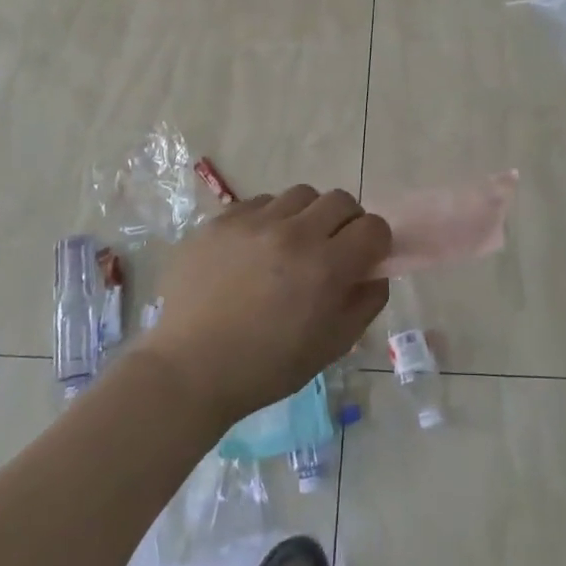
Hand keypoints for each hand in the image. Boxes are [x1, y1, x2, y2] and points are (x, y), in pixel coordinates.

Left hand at [136, 186, 390, 427]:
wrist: (189, 370)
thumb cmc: (266, 367)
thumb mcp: (332, 346)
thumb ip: (366, 302)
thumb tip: (376, 270)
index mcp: (325, 267)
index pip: (373, 227)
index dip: (375, 242)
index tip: (364, 259)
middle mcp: (293, 233)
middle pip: (340, 200)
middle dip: (345, 222)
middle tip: (330, 249)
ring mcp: (253, 221)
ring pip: (300, 195)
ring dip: (306, 216)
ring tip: (289, 246)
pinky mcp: (221, 220)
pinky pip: (259, 203)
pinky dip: (268, 220)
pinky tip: (254, 250)